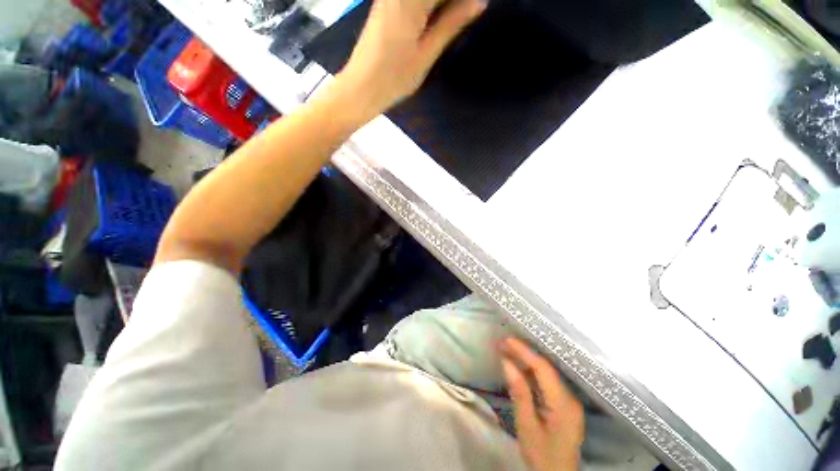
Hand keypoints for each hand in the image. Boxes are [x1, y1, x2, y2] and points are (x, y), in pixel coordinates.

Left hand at [335, 0, 485, 117]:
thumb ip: (451, 24)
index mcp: (411, 0)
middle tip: (467, 16)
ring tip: (452, 23)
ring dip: (442, 7)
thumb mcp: (426, 54)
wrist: (361, 88)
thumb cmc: (394, 78)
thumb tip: (479, 2)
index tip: (474, 10)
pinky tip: (437, 20)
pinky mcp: (385, 4)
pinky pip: (414, 1)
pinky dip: (430, 8)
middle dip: (453, 4)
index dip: (463, 1)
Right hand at [500, 338, 584, 470]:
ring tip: (507, 351)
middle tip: (502, 343)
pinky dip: (532, 374)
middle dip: (524, 353)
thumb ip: (519, 393)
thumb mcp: (527, 427)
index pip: (543, 369)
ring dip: (526, 362)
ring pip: (547, 374)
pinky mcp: (565, 406)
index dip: (524, 351)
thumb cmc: (542, 457)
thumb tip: (506, 362)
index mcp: (564, 404)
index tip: (505, 340)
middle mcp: (570, 398)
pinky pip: (547, 383)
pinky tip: (519, 369)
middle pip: (546, 368)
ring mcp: (569, 402)